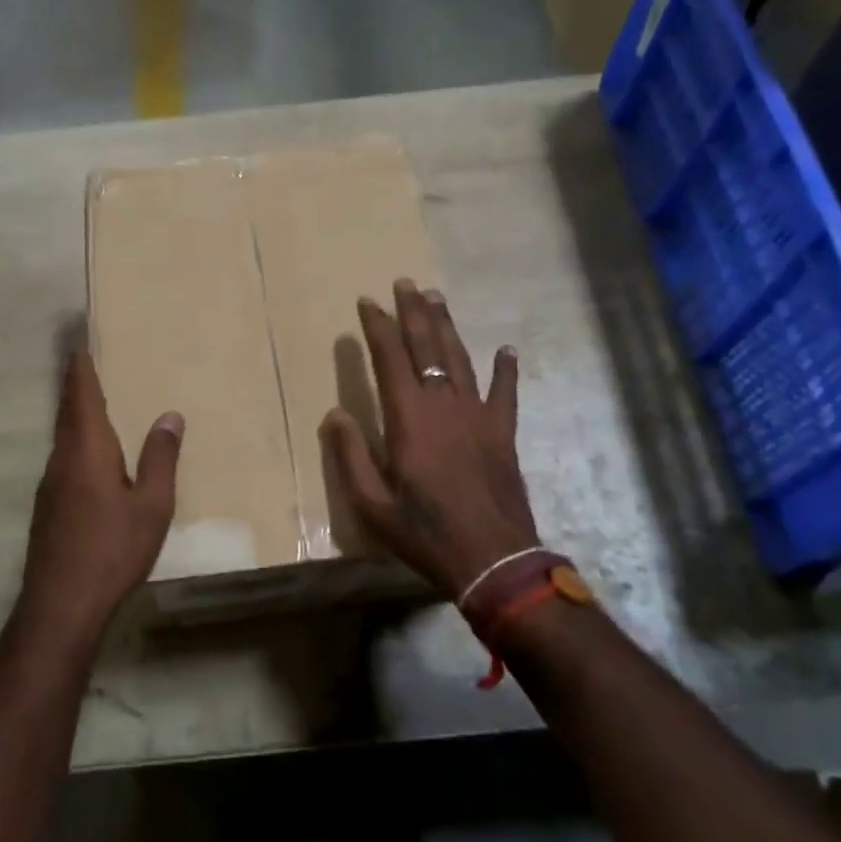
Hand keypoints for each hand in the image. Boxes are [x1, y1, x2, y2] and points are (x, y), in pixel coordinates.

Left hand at [19, 347, 182, 643]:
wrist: (61, 605)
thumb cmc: (112, 549)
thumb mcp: (152, 505)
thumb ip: (160, 459)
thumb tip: (170, 415)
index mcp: (87, 450)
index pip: (81, 395)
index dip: (81, 366)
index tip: (80, 340)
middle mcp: (62, 459)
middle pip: (68, 411)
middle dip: (78, 384)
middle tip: (91, 360)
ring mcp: (50, 484)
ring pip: (64, 436)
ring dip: (78, 414)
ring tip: (99, 401)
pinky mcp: (49, 506)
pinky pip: (65, 458)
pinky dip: (78, 442)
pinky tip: (95, 455)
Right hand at [323, 280, 538, 601]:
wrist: (493, 558)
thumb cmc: (424, 531)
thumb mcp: (372, 503)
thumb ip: (351, 455)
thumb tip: (335, 413)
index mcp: (409, 417)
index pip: (390, 358)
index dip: (378, 327)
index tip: (368, 301)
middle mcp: (444, 404)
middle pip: (427, 346)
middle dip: (414, 312)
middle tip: (405, 283)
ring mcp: (478, 415)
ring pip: (460, 358)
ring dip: (447, 326)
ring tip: (437, 298)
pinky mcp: (503, 432)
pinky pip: (504, 391)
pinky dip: (505, 369)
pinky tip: (505, 349)